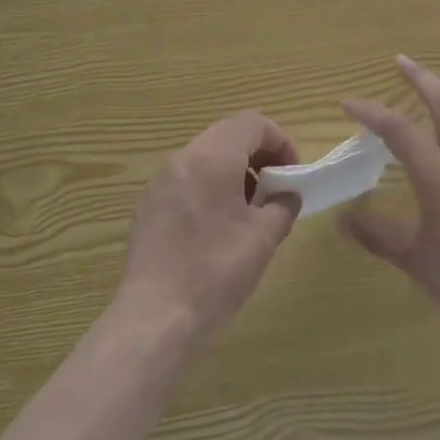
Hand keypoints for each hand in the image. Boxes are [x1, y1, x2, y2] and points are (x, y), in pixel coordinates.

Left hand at [119, 112, 300, 342]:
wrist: (155, 316)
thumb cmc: (215, 270)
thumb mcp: (263, 238)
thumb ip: (283, 206)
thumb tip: (287, 195)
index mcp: (212, 157)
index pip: (252, 123)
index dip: (280, 142)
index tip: (291, 175)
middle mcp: (182, 158)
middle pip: (227, 135)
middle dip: (257, 156)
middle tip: (274, 192)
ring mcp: (160, 181)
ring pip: (205, 157)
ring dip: (234, 172)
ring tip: (248, 212)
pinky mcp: (148, 205)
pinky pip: (186, 180)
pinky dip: (209, 188)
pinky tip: (216, 228)